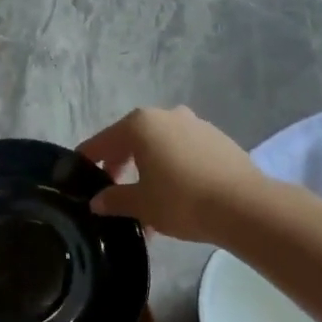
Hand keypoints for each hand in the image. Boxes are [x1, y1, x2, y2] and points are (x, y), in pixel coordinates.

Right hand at [79, 106, 263, 242]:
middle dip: (120, 165)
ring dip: (149, 169)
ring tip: (147, 202)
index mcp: (140, 124)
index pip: (103, 141)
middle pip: (132, 140)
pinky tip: (176, 195)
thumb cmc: (181, 200)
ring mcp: (196, 124)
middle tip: (112, 190)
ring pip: (161, 146)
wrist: (243, 205)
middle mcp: (167, 115)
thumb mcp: (141, 204)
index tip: (78, 173)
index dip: (88, 159)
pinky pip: (184, 151)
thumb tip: (97, 201)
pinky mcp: (218, 139)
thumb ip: (114, 200)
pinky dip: (173, 168)